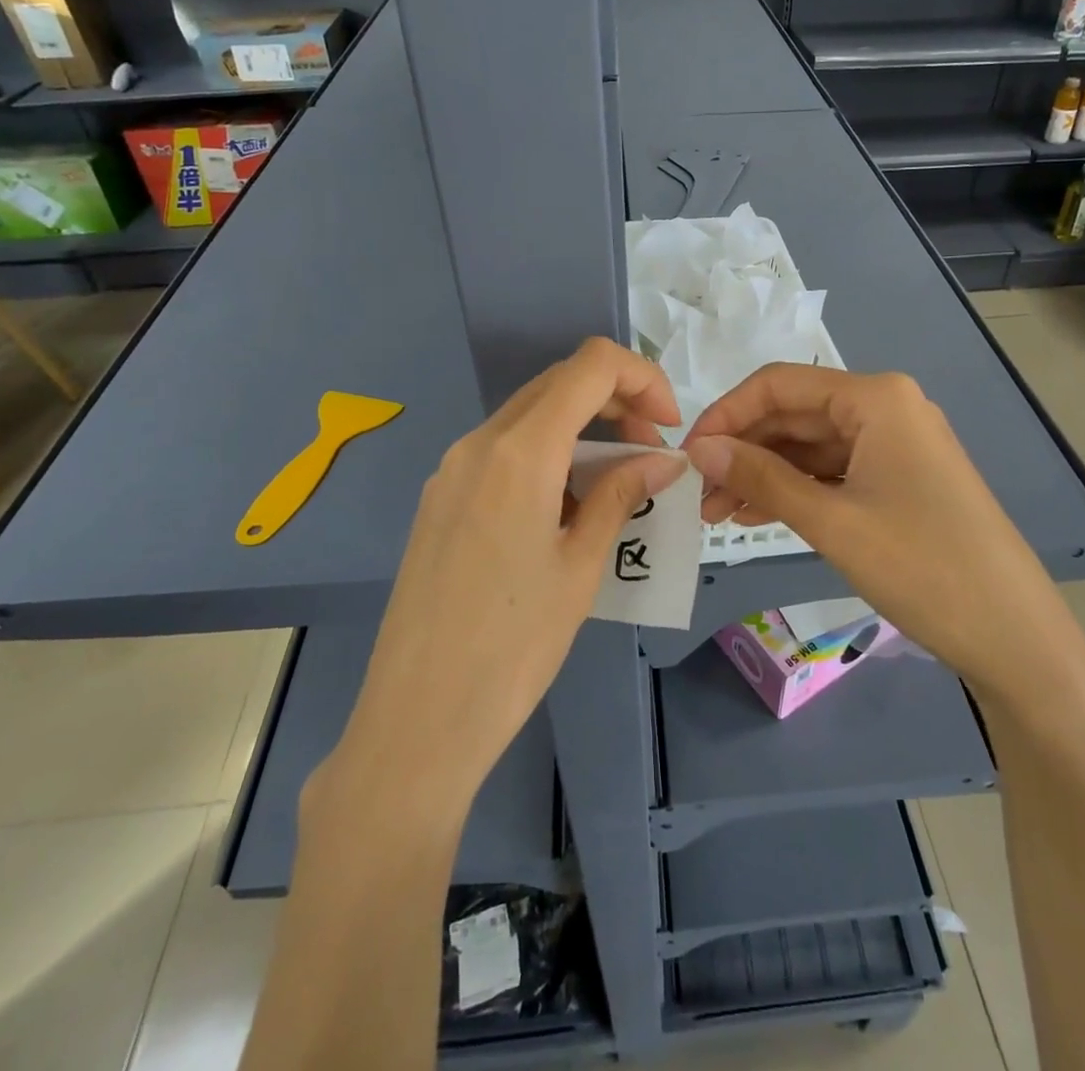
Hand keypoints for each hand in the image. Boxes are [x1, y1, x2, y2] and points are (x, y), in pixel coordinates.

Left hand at [326, 338, 685, 811]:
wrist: (416, 719)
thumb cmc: (513, 646)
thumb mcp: (581, 566)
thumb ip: (622, 495)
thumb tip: (664, 461)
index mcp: (519, 450)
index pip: (590, 365)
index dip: (642, 378)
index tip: (668, 426)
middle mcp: (478, 443)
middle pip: (559, 384)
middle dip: (617, 402)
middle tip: (651, 454)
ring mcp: (451, 469)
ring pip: (530, 416)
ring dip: (582, 429)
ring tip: (616, 483)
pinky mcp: (440, 498)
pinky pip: (503, 452)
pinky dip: (548, 455)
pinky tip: (565, 507)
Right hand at [681, 365, 1048, 684]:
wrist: (1014, 636)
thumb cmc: (922, 567)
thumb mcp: (831, 521)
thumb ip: (761, 478)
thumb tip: (699, 450)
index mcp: (875, 397)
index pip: (779, 384)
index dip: (726, 414)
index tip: (687, 456)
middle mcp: (886, 407)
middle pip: (794, 414)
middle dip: (743, 451)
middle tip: (698, 496)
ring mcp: (895, 443)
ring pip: (810, 446)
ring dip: (764, 473)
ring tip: (718, 514)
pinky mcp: (899, 477)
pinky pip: (834, 470)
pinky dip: (795, 489)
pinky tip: (758, 513)